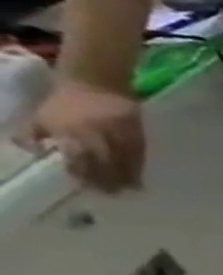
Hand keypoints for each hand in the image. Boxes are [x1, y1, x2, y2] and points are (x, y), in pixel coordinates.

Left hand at [26, 79, 145, 190]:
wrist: (96, 81)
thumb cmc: (65, 101)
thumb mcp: (40, 115)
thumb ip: (32, 134)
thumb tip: (33, 152)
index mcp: (69, 131)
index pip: (77, 158)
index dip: (83, 173)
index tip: (88, 187)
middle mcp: (95, 133)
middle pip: (104, 161)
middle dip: (108, 178)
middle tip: (112, 193)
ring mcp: (118, 132)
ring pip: (124, 158)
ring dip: (128, 175)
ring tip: (130, 188)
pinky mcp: (136, 130)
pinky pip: (138, 151)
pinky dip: (139, 164)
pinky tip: (139, 173)